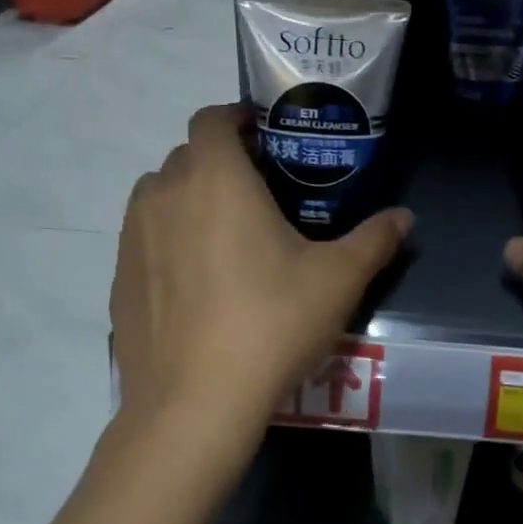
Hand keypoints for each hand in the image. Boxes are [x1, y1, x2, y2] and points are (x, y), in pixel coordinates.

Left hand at [110, 103, 411, 476]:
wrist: (193, 404)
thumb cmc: (271, 323)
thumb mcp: (338, 280)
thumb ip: (374, 240)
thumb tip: (404, 217)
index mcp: (216, 179)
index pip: (212, 118)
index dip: (236, 118)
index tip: (265, 138)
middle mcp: (165, 194)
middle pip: (187, 155)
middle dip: (220, 161)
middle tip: (259, 192)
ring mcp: (132, 238)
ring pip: (159, 195)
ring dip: (188, 197)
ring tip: (226, 234)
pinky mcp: (118, 279)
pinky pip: (143, 238)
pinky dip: (167, 239)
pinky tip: (197, 282)